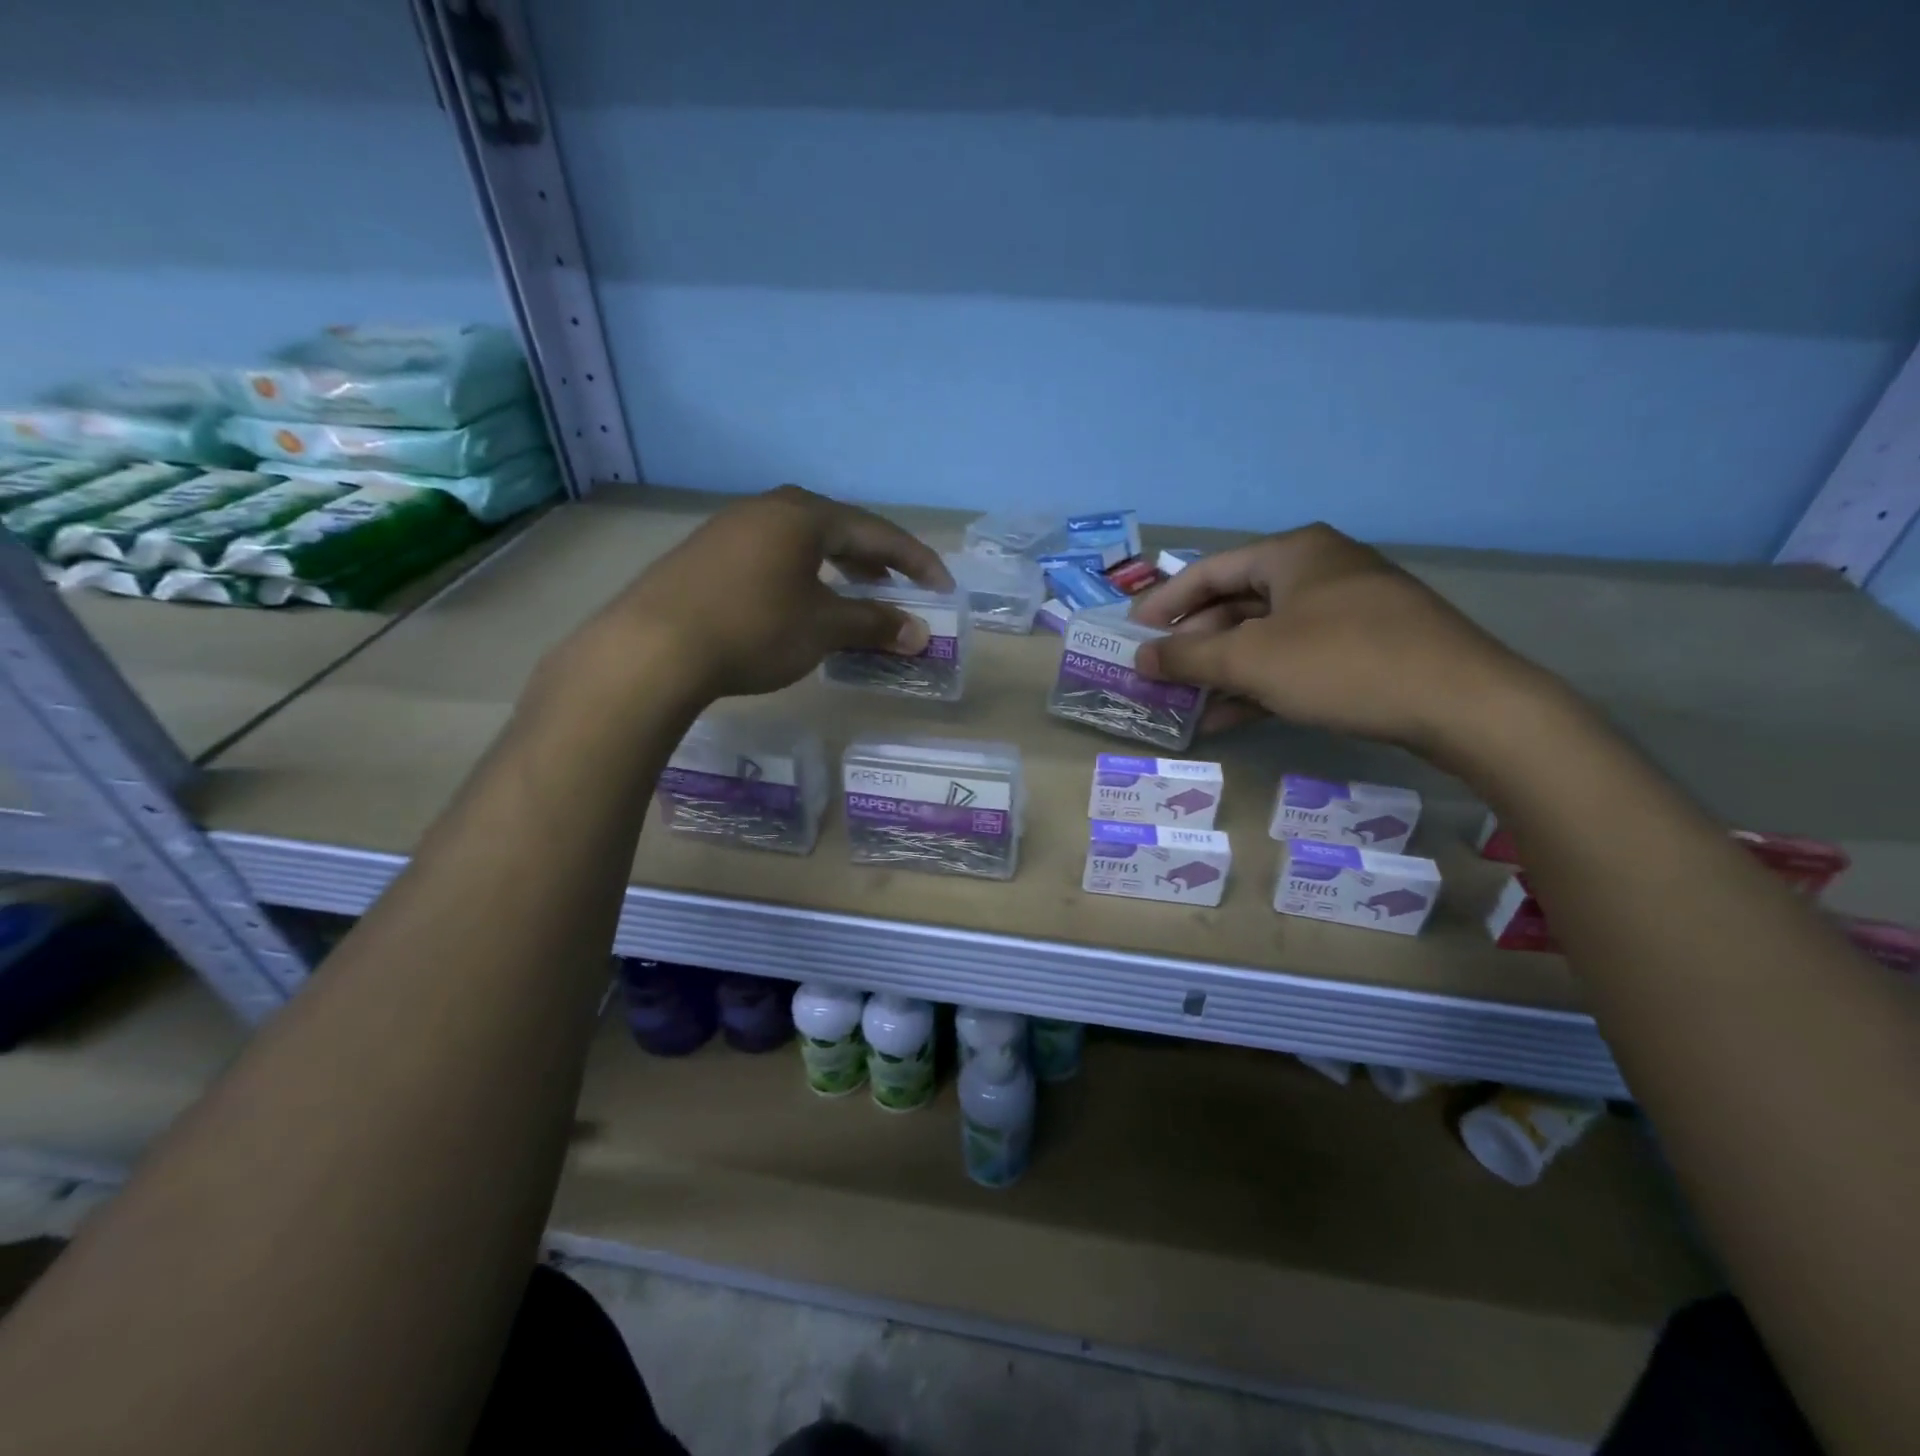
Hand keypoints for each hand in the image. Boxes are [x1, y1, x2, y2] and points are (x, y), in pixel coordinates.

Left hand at [570, 486, 951, 700]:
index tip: (942, 588)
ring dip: (837, 571)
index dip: (916, 561)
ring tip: (852, 599)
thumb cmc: (754, 629)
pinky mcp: (706, 554)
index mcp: (805, 516)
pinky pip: (772, 556)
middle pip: (839, 530)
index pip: (877, 533)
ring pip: (803, 543)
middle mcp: (769, 509)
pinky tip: (798, 605)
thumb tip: (919, 633)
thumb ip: (874, 625)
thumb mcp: (823, 628)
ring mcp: (732, 528)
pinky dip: (802, 577)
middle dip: (875, 563)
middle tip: (898, 591)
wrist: (652, 648)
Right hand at [1131, 523, 1547, 758]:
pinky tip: (1228, 718)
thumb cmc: (1343, 663)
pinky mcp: (1365, 648)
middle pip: (1235, 605)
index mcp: (1292, 554)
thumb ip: (1188, 657)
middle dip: (1193, 644)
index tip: (1131, 634)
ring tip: (1184, 704)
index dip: (1163, 603)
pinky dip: (1259, 685)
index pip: (1208, 572)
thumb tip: (1141, 657)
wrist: (1463, 704)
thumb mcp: (1252, 660)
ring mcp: (1346, 611)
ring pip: (1264, 638)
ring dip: (1222, 671)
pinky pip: (1294, 660)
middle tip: (1158, 675)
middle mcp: (1318, 572)